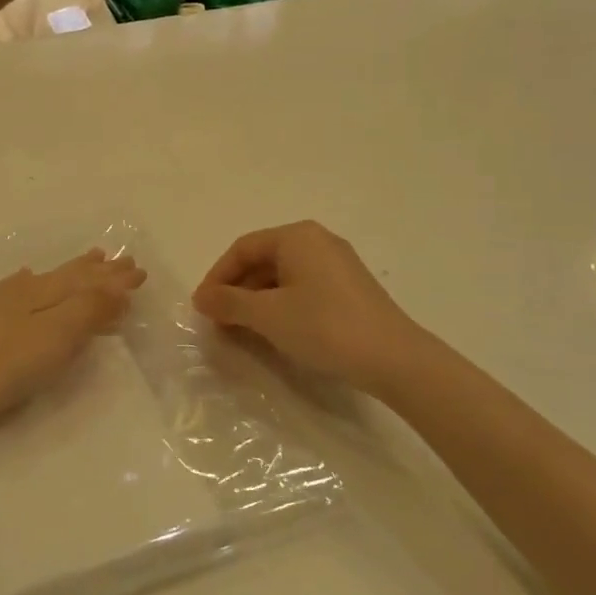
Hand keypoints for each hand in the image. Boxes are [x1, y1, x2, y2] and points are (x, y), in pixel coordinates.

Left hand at [0, 250, 145, 429]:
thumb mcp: (52, 339)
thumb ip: (87, 312)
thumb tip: (119, 285)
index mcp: (46, 295)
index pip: (90, 283)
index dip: (115, 280)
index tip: (140, 272)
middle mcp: (24, 290)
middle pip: (69, 276)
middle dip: (98, 271)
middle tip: (119, 260)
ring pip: (45, 278)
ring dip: (70, 271)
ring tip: (87, 260)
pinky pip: (20, 287)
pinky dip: (34, 281)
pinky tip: (25, 279)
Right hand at [192, 222, 436, 397]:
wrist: (394, 358)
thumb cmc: (324, 326)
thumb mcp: (268, 315)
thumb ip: (229, 303)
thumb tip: (201, 297)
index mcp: (296, 236)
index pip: (242, 248)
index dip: (217, 277)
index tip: (202, 308)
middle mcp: (317, 241)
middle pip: (263, 260)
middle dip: (236, 291)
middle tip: (219, 322)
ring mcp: (338, 264)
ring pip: (283, 277)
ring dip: (257, 301)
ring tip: (242, 331)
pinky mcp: (350, 289)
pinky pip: (303, 288)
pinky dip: (281, 306)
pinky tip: (276, 332)